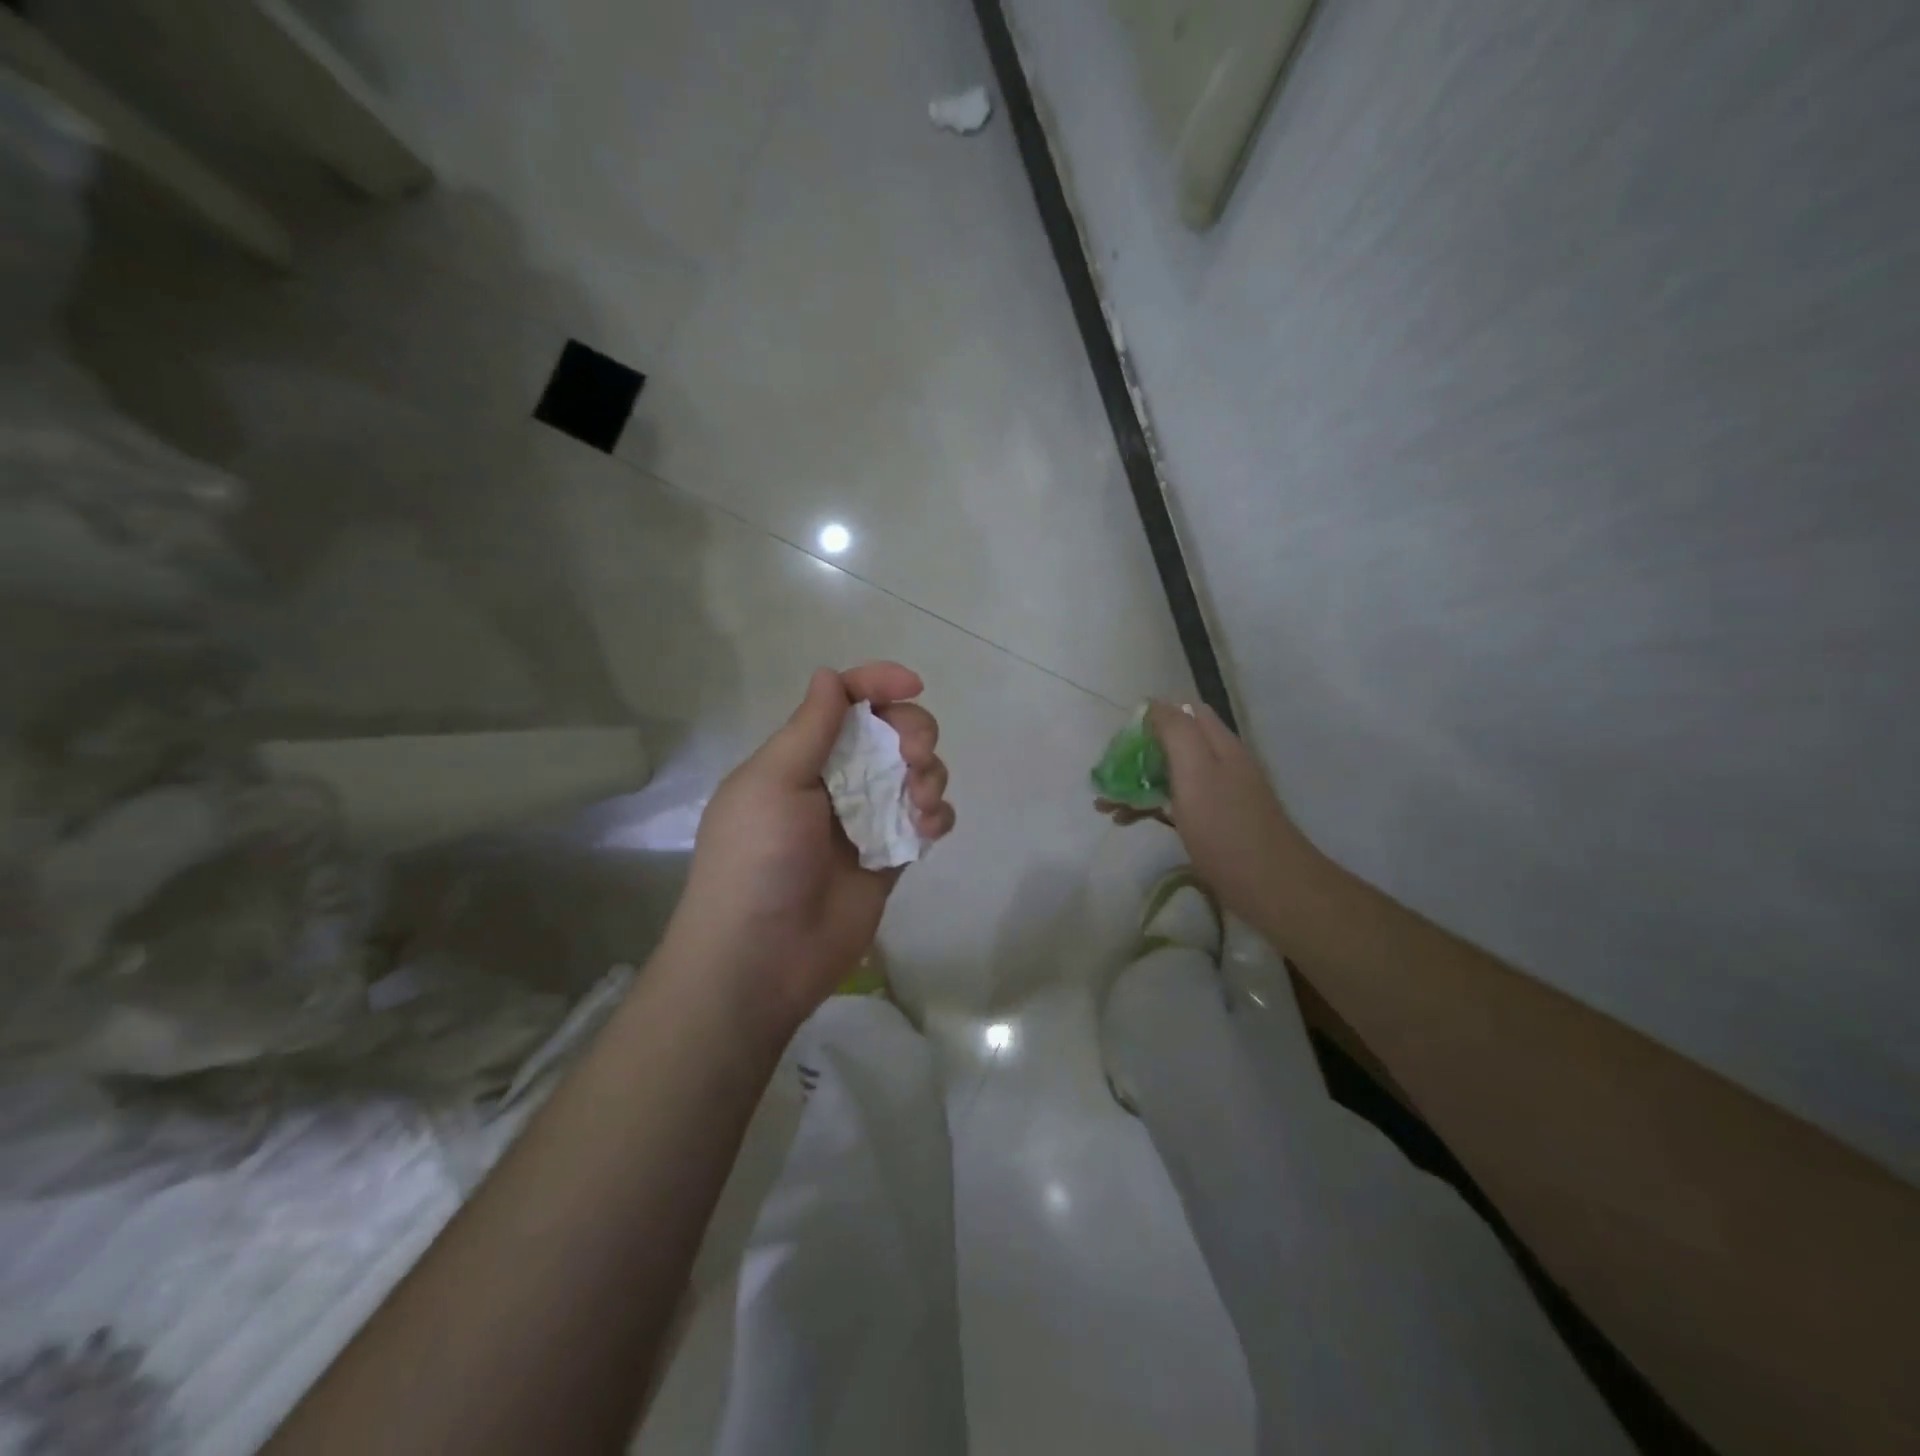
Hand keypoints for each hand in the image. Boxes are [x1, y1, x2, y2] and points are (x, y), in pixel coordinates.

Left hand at [667, 663, 953, 1031]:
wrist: (763, 957)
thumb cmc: (758, 860)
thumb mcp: (772, 783)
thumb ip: (809, 728)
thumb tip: (829, 674)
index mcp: (800, 756)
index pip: (845, 702)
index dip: (878, 684)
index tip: (913, 686)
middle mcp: (836, 781)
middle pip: (891, 732)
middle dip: (914, 731)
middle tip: (914, 757)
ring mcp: (866, 820)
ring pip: (916, 773)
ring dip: (930, 774)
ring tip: (921, 802)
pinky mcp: (890, 856)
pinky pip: (927, 820)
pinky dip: (937, 815)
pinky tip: (929, 829)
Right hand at [1098, 701, 1314, 926]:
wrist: (1269, 886)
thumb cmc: (1226, 826)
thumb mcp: (1196, 771)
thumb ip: (1176, 732)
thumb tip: (1155, 703)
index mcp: (1218, 745)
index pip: (1184, 713)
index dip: (1152, 718)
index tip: (1122, 739)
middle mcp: (1219, 763)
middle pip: (1172, 745)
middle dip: (1135, 757)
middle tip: (1106, 776)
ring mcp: (1217, 795)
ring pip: (1168, 776)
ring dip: (1136, 784)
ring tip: (1104, 806)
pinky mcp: (1211, 823)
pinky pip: (1173, 804)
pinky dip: (1148, 807)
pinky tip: (1126, 821)